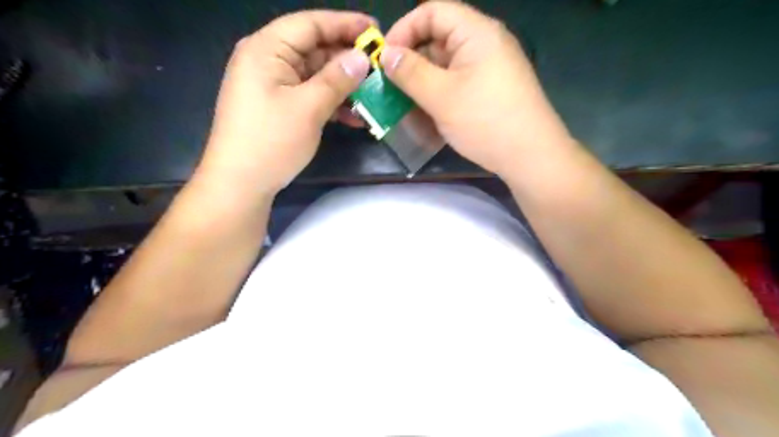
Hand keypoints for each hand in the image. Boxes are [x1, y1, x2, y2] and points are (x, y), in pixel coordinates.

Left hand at [198, 9, 373, 197]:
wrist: (241, 184)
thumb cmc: (271, 141)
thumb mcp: (309, 108)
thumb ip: (337, 79)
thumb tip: (362, 58)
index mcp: (267, 49)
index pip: (311, 24)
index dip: (345, 24)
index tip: (377, 32)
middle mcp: (268, 60)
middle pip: (315, 49)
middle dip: (348, 60)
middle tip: (380, 69)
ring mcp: (273, 85)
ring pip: (316, 75)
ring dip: (344, 86)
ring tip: (373, 95)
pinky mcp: (279, 106)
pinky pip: (310, 95)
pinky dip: (331, 103)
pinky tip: (355, 117)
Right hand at [383, 2, 570, 176]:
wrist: (530, 156)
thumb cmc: (485, 121)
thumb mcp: (441, 96)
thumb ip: (410, 72)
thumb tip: (386, 54)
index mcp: (476, 33)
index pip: (432, 12)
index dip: (404, 30)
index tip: (384, 59)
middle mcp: (484, 44)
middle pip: (438, 39)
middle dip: (411, 62)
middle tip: (390, 87)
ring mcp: (489, 69)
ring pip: (446, 66)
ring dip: (422, 83)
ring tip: (404, 105)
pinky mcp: (490, 90)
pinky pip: (457, 84)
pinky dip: (439, 95)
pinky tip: (426, 115)